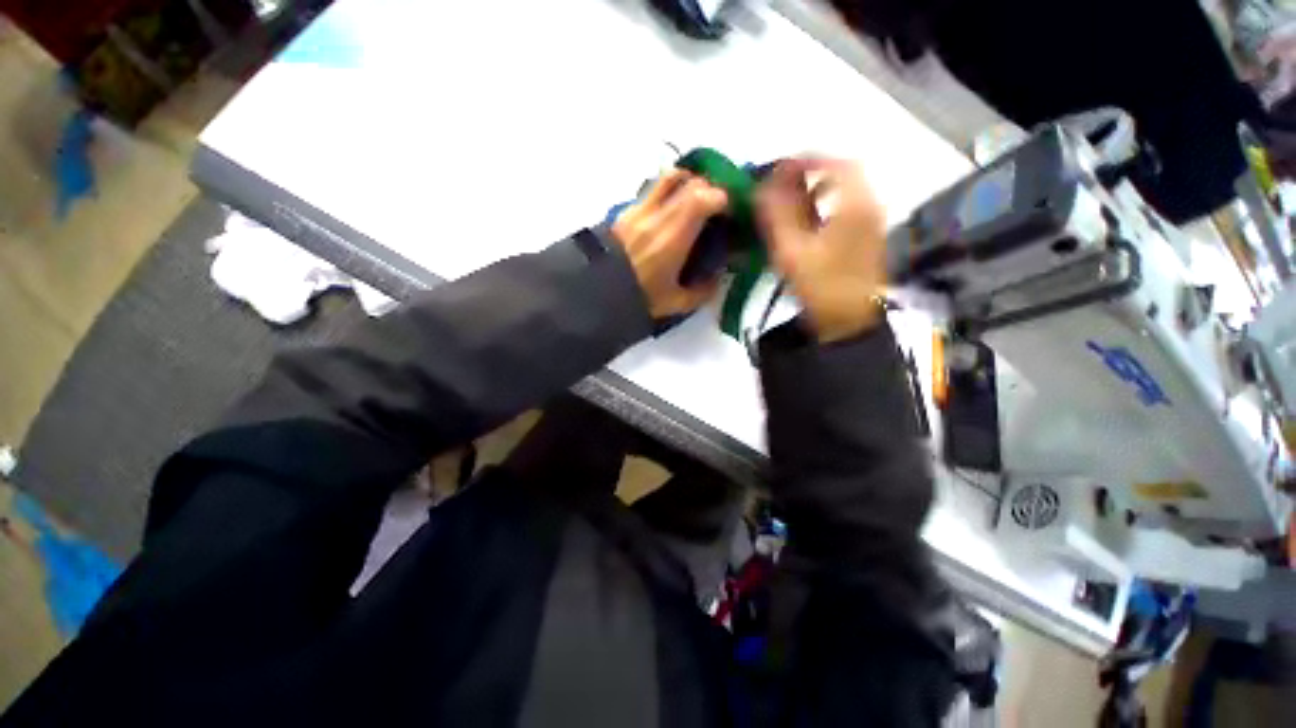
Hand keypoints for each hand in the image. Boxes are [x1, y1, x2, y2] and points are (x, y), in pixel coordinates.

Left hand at [612, 169, 727, 317]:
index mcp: (674, 237)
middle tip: (715, 206)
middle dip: (710, 188)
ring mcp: (640, 209)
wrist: (596, 293)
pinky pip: (652, 189)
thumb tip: (717, 279)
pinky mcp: (626, 211)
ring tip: (693, 200)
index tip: (730, 213)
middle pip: (691, 181)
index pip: (704, 198)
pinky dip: (667, 192)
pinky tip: (668, 212)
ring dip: (688, 182)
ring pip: (669, 177)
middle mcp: (658, 215)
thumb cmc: (639, 297)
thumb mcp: (675, 303)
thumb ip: (702, 292)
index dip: (724, 199)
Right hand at [757, 158, 886, 342]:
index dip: (807, 160)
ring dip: (816, 192)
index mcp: (855, 204)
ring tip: (789, 206)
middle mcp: (869, 206)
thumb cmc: (821, 285)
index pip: (836, 163)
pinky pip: (846, 209)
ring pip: (844, 192)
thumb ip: (777, 214)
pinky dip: (824, 207)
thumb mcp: (792, 250)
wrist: (849, 322)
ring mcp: (871, 223)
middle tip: (782, 187)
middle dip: (810, 175)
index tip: (779, 169)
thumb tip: (762, 185)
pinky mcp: (866, 238)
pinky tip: (805, 226)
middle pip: (842, 175)